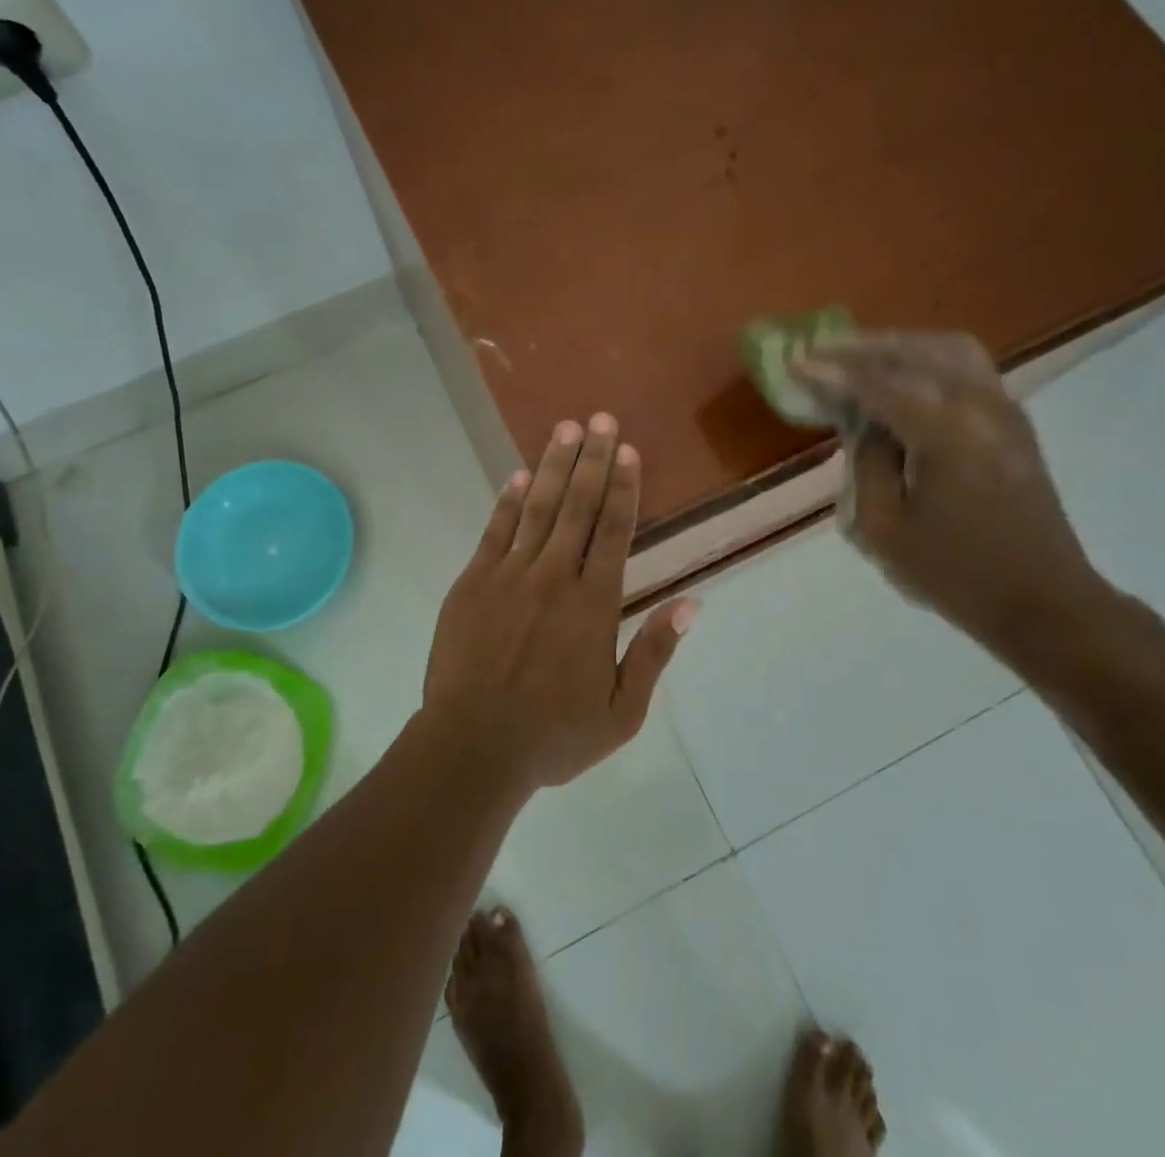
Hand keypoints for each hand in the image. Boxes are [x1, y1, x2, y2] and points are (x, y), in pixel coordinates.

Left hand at [421, 413, 698, 791]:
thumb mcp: (622, 711)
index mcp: (595, 603)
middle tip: (602, 418)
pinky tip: (517, 475)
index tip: (629, 450)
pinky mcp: (473, 583)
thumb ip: (654, 652)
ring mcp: (510, 575)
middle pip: (579, 506)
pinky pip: (495, 531)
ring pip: (538, 508)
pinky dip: (507, 501)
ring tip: (567, 429)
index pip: (615, 530)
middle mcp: (556, 576)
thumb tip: (691, 603)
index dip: (625, 487)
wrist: (473, 746)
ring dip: (555, 466)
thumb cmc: (554, 735)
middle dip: (594, 459)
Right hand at [796, 331, 1107, 646]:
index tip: (796, 363)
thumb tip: (866, 425)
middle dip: (863, 348)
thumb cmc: (955, 573)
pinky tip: (902, 377)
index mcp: (945, 432)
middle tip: (821, 354)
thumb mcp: (884, 528)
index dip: (832, 370)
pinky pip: (967, 367)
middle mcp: (979, 405)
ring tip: (859, 358)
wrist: (1043, 602)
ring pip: (947, 349)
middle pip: (915, 351)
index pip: (878, 383)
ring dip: (898, 347)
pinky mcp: (1013, 423)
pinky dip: (927, 359)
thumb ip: (867, 464)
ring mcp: (1004, 409)